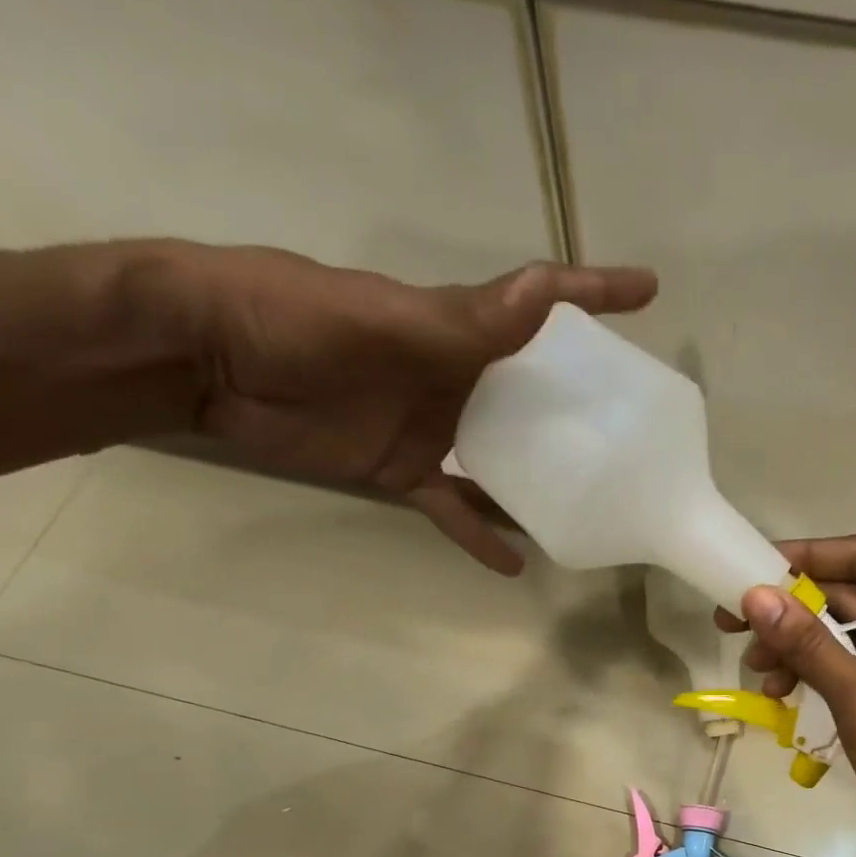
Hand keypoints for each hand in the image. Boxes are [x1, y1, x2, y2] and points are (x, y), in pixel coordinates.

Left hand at [178, 246, 656, 573]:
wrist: (206, 362)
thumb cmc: (293, 321)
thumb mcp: (384, 320)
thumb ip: (464, 322)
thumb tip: (545, 294)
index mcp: (459, 327)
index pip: (538, 304)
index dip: (593, 294)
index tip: (649, 293)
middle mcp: (458, 376)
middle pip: (534, 393)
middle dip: (582, 407)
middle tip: (635, 433)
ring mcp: (434, 428)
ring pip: (504, 459)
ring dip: (542, 483)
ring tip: (591, 509)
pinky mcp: (403, 471)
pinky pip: (455, 508)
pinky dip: (481, 535)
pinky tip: (516, 563)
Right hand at [718, 534, 855, 856]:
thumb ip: (807, 643)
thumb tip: (754, 595)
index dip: (810, 555)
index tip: (756, 566)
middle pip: (849, 592)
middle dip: (793, 607)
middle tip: (735, 619)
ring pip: (842, 631)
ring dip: (796, 644)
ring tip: (756, 667)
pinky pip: (846, 664)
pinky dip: (812, 672)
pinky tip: (780, 692)